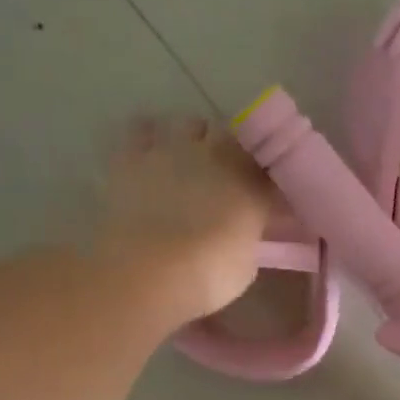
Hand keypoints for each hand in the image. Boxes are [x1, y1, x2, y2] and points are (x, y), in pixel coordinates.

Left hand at [97, 116, 274, 321]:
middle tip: (221, 177)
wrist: (148, 272)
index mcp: (253, 183)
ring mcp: (174, 149)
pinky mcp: (133, 155)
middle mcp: (217, 155)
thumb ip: (246, 236)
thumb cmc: (207, 276)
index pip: (266, 169)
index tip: (258, 195)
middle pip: (230, 136)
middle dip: (228, 151)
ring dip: (191, 138)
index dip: (261, 179)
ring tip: (184, 161)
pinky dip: (148, 137)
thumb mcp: (244, 264)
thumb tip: (241, 230)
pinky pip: (142, 129)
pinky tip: (149, 153)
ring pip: (190, 124)